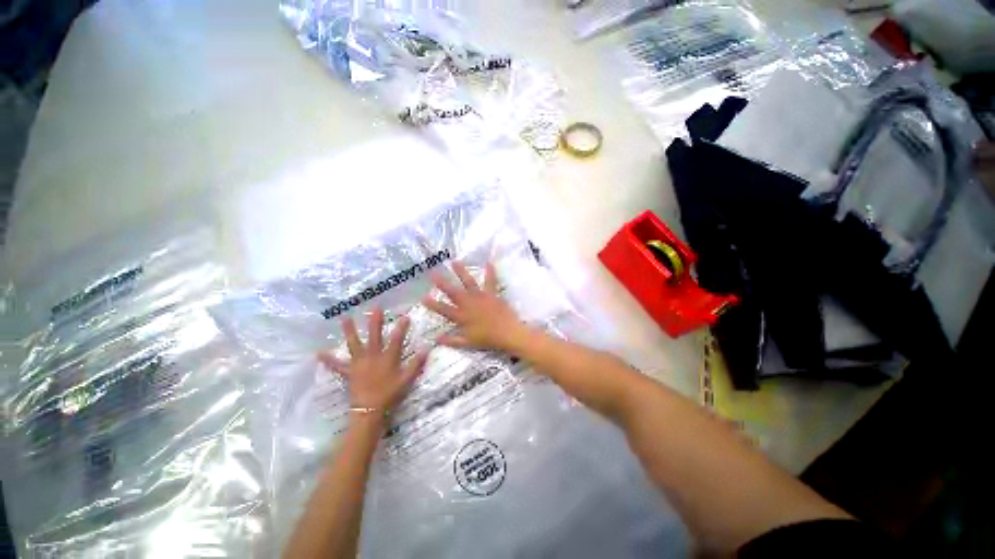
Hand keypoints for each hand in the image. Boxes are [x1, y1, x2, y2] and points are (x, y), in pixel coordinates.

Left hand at [318, 308, 427, 416]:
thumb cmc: (390, 394)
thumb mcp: (406, 379)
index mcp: (388, 358)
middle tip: (375, 307)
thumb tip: (427, 349)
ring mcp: (359, 363)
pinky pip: (338, 365)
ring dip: (349, 331)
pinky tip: (319, 353)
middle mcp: (373, 356)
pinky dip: (329, 360)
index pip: (396, 339)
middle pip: (374, 335)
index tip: (405, 316)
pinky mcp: (349, 372)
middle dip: (375, 321)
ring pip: (354, 344)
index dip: (401, 327)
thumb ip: (416, 364)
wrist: (369, 410)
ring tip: (344, 318)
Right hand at [422, 261, 527, 351]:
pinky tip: (489, 262)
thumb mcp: (467, 342)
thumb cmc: (487, 339)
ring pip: (468, 282)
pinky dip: (490, 272)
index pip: (443, 309)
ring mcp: (480, 297)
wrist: (507, 333)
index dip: (433, 304)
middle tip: (433, 273)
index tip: (423, 297)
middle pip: (453, 292)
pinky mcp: (491, 294)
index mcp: (461, 316)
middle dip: (442, 282)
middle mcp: (468, 303)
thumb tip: (436, 339)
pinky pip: (490, 281)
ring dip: (461, 272)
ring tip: (454, 262)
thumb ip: (451, 340)